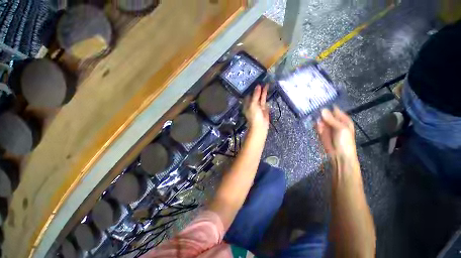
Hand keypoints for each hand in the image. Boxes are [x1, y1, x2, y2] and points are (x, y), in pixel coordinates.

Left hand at [244, 85, 269, 132]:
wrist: (260, 126)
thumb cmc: (254, 115)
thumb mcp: (253, 104)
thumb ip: (256, 95)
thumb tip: (258, 86)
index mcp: (247, 104)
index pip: (249, 95)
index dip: (251, 89)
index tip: (255, 81)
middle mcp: (252, 104)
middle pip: (255, 95)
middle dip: (258, 89)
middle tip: (262, 81)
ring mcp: (258, 106)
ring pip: (260, 97)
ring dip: (262, 91)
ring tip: (266, 83)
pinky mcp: (264, 108)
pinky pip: (264, 100)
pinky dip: (265, 95)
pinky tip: (267, 90)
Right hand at [316, 106, 356, 158]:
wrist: (339, 155)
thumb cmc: (345, 141)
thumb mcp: (341, 128)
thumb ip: (331, 119)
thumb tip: (322, 109)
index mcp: (342, 119)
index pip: (334, 109)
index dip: (327, 105)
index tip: (318, 101)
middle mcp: (334, 121)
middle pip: (325, 113)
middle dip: (319, 111)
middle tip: (312, 108)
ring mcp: (326, 126)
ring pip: (319, 119)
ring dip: (316, 118)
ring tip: (313, 117)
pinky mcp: (320, 131)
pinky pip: (316, 125)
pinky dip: (314, 124)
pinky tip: (314, 125)